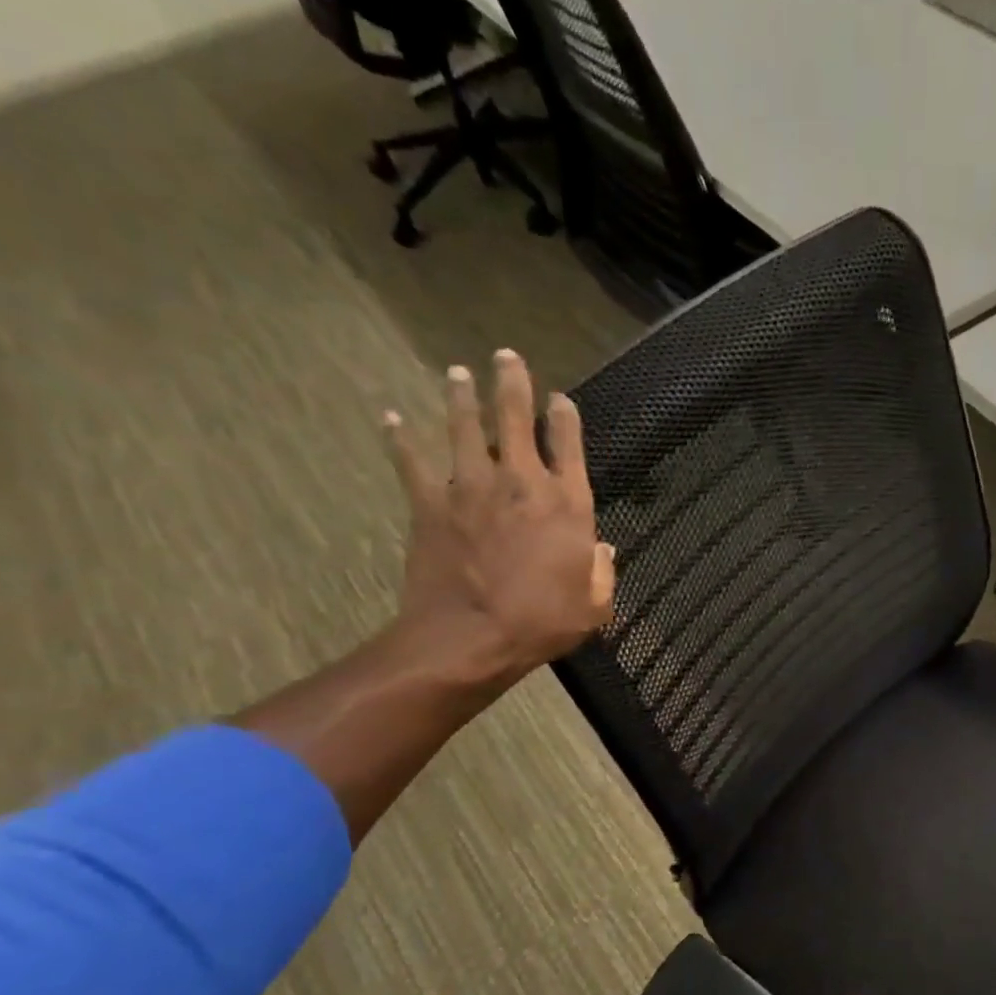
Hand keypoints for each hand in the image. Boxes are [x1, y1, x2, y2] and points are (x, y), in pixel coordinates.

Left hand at [384, 350, 615, 686]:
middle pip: (515, 418)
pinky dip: (400, 438)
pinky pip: (411, 461)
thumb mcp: (594, 606)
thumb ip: (602, 572)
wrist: (471, 637)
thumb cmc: (542, 623)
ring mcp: (472, 488)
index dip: (564, 417)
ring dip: (461, 397)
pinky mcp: (431, 503)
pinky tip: (391, 418)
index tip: (560, 398)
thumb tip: (604, 549)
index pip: (568, 445)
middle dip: (512, 383)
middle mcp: (521, 482)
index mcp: (567, 505)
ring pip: (464, 427)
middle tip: (507, 357)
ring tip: (457, 372)